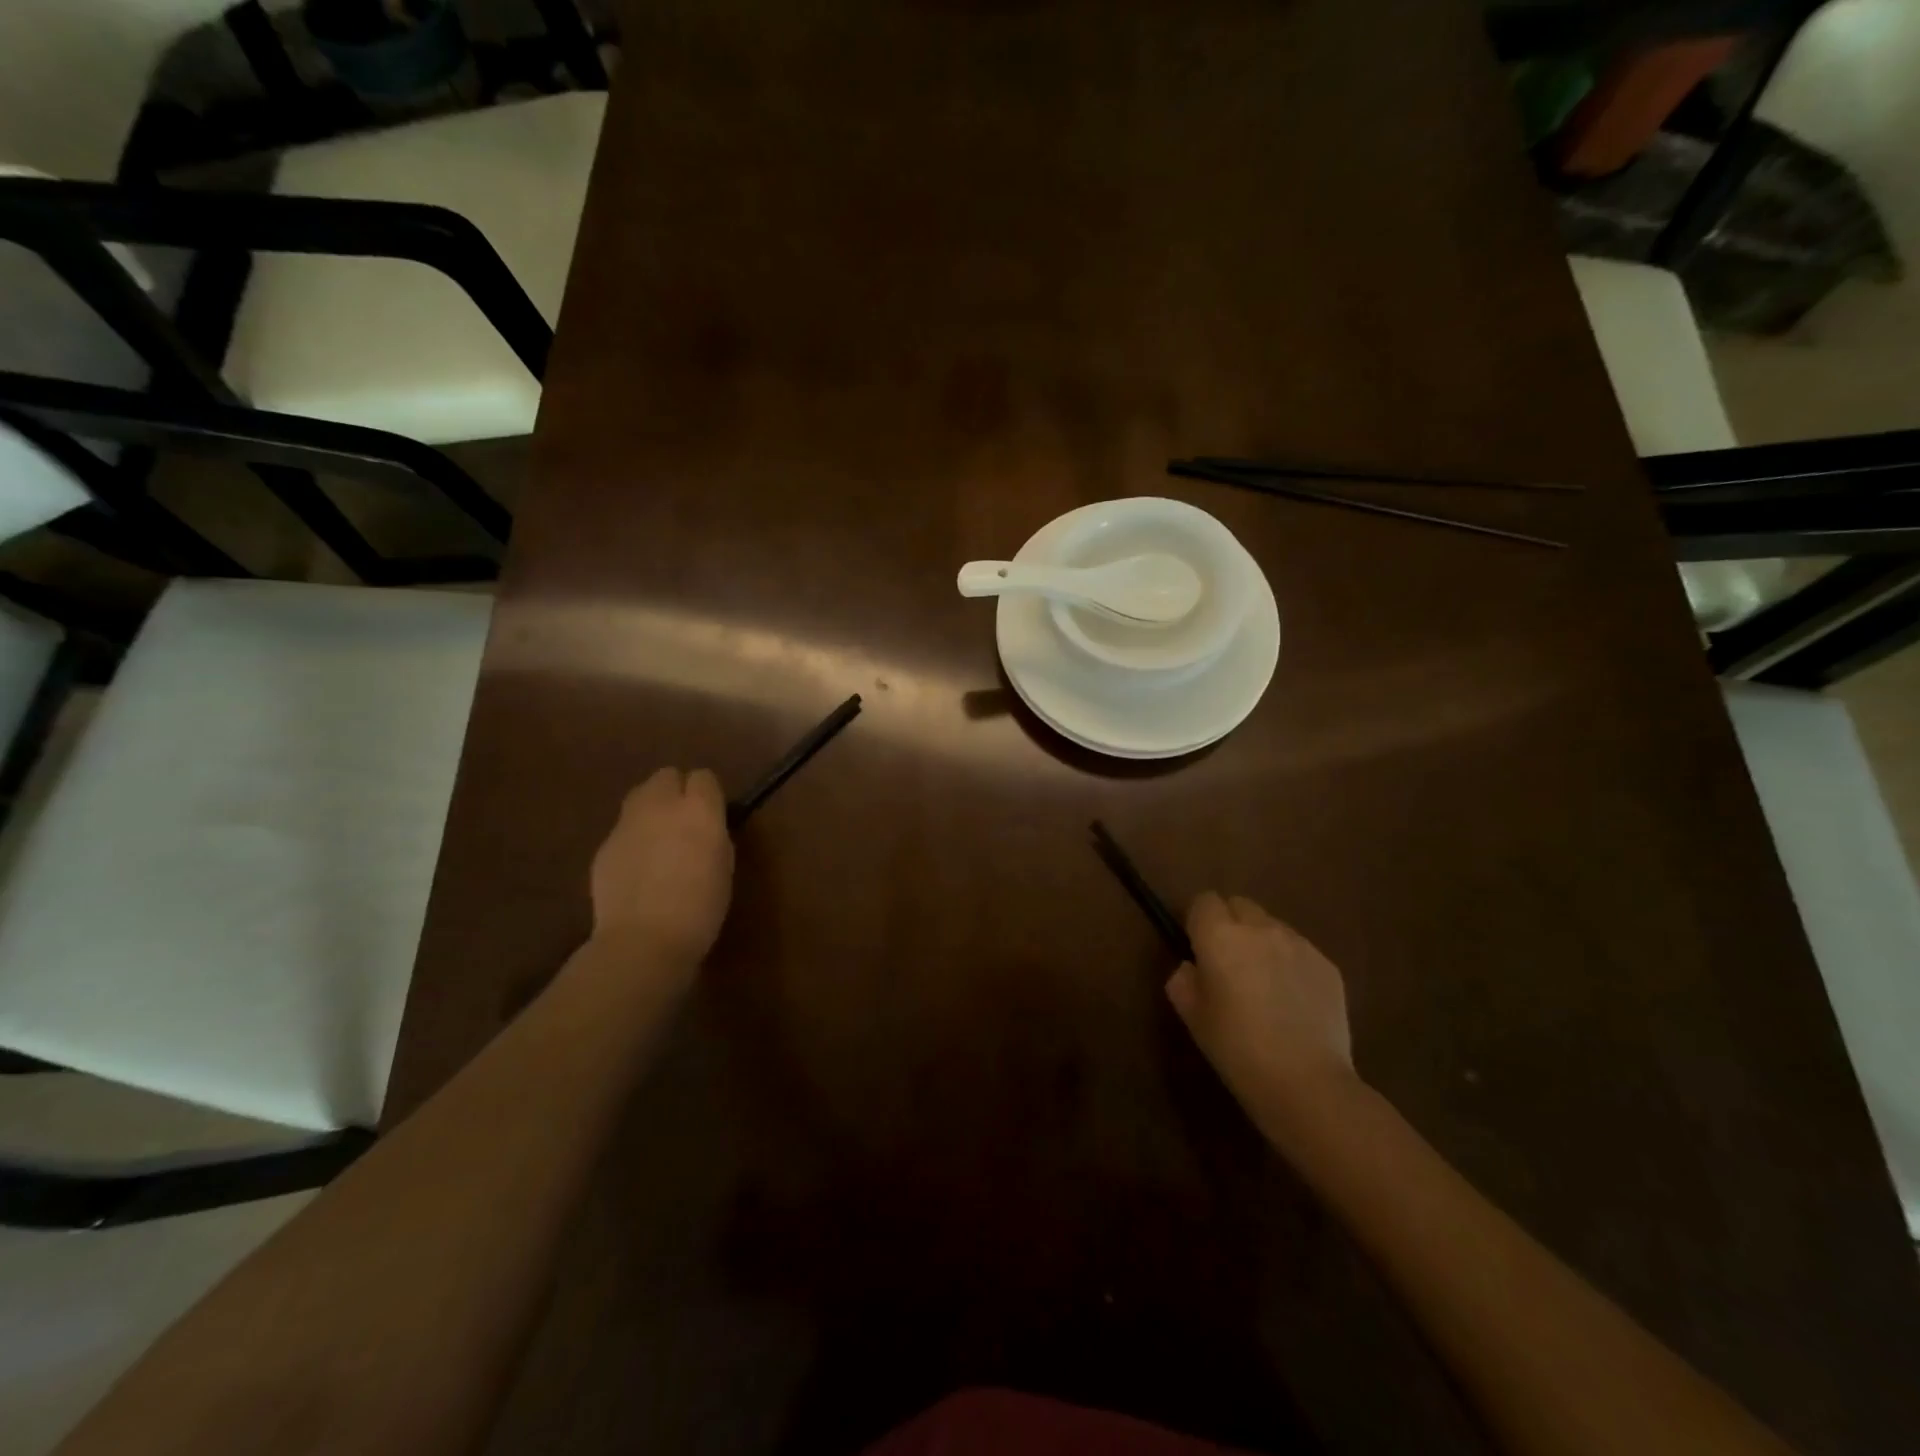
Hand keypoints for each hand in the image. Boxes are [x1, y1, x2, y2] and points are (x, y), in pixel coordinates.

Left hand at [589, 768, 733, 973]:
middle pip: (666, 776)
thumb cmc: (700, 908)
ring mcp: (627, 824)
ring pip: (640, 796)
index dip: (707, 794)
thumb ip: (713, 836)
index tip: (712, 815)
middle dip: (676, 791)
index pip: (704, 777)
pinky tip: (638, 869)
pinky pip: (623, 829)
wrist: (644, 940)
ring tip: (658, 841)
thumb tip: (704, 829)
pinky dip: (633, 839)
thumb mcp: (723, 867)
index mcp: (699, 810)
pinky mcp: (604, 845)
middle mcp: (661, 806)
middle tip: (683, 822)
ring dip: (651, 809)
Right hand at [1167, 892, 1355, 1122]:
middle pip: (1240, 905)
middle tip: (1229, 964)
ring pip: (1271, 926)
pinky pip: (1299, 950)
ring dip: (1262, 942)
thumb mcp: (1192, 1017)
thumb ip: (1183, 980)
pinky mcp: (1328, 965)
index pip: (1204, 901)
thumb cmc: (1237, 1049)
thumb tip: (1192, 967)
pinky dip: (1290, 964)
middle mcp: (1260, 928)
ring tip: (1265, 984)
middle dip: (1230, 924)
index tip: (1198, 949)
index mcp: (1220, 936)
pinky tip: (1292, 1002)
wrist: (1306, 1083)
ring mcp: (1299, 944)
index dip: (1198, 921)